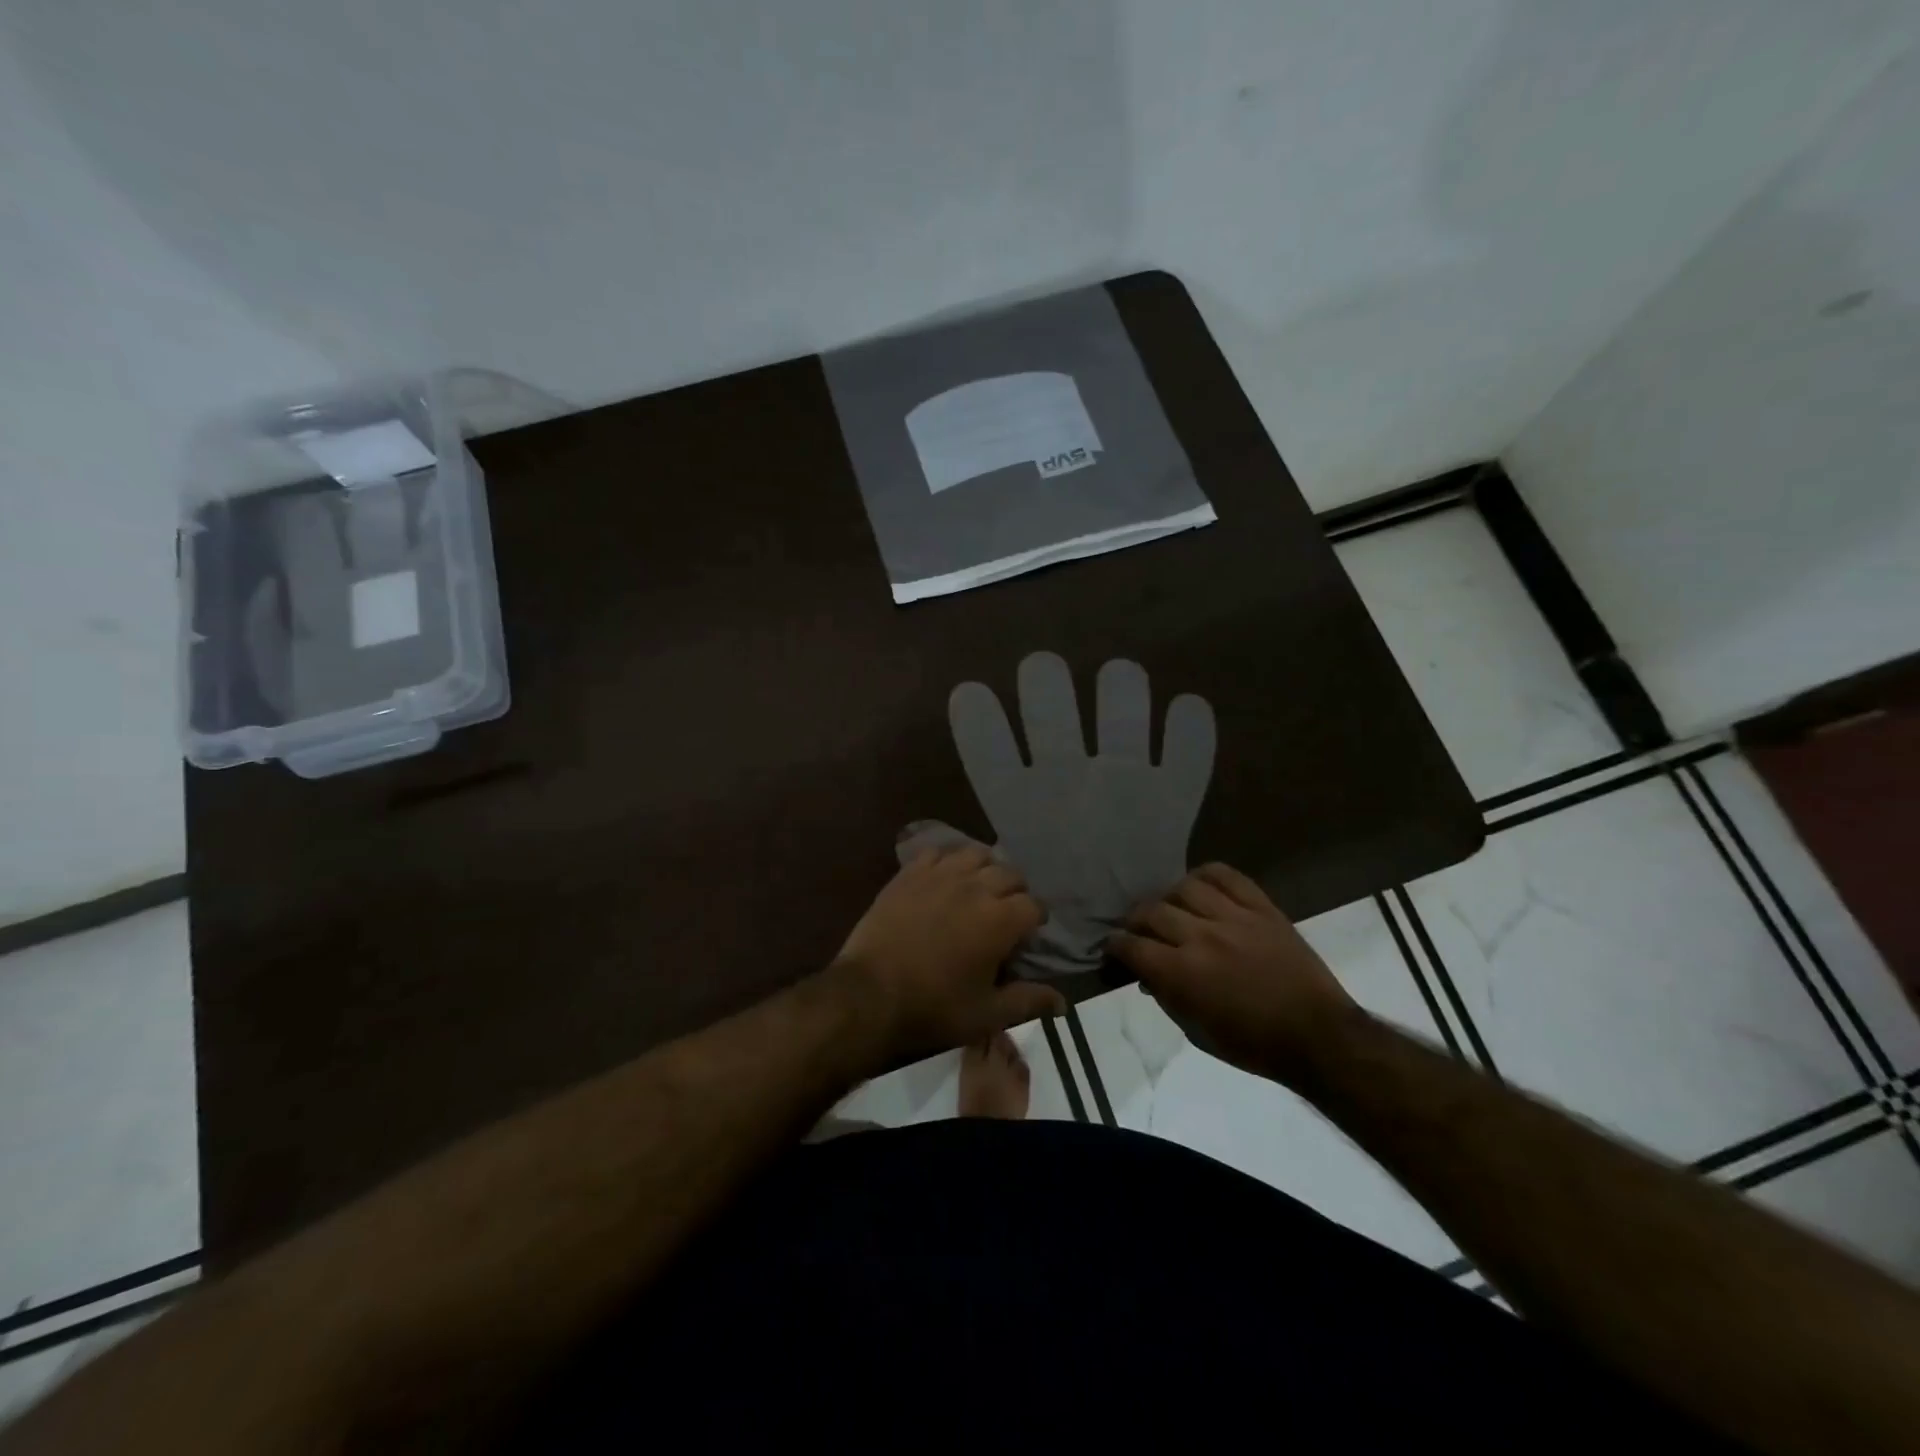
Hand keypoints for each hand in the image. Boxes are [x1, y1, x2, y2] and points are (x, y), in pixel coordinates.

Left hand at [833, 844, 1063, 1059]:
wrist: (870, 993)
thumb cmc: (933, 1007)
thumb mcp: (986, 1013)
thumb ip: (1027, 1001)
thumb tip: (1063, 1003)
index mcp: (1000, 920)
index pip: (1033, 905)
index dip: (1035, 918)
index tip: (1029, 932)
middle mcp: (976, 887)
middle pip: (1009, 873)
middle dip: (1015, 890)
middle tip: (1005, 911)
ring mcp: (940, 875)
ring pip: (976, 854)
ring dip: (984, 868)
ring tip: (978, 887)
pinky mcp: (910, 873)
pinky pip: (937, 852)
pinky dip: (947, 860)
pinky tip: (944, 877)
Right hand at [1110, 863, 1358, 1080]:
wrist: (1319, 1036)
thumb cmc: (1254, 1045)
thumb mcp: (1197, 1032)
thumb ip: (1166, 997)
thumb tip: (1145, 974)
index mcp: (1183, 973)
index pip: (1132, 946)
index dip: (1115, 945)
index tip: (1113, 947)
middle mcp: (1202, 937)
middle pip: (1152, 911)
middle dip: (1135, 921)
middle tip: (1137, 930)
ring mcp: (1234, 918)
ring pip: (1185, 887)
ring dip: (1169, 898)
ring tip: (1171, 908)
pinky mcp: (1262, 908)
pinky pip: (1227, 876)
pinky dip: (1206, 875)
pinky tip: (1199, 886)